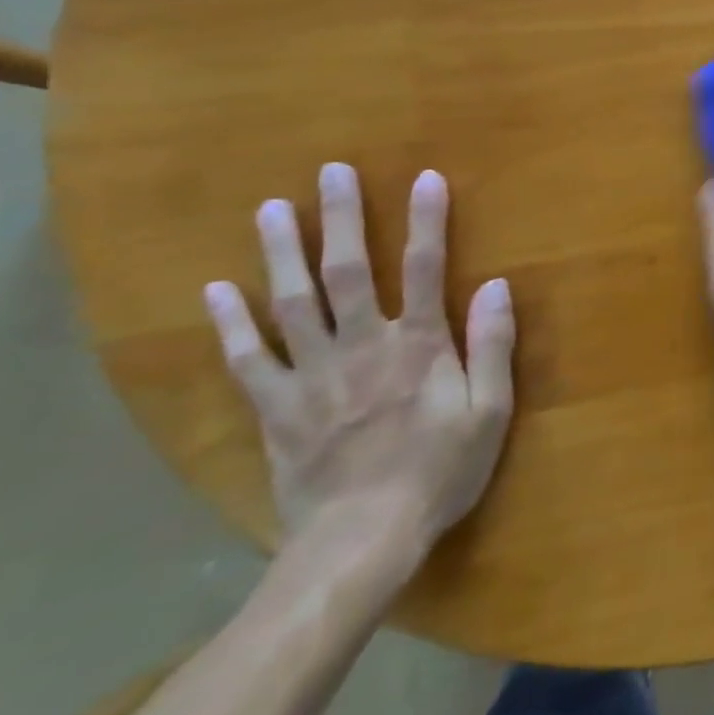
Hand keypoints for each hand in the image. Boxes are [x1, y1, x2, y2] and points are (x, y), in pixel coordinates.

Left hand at [204, 163, 515, 573]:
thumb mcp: (489, 412)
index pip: (427, 269)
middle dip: (343, 218)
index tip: (425, 178)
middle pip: (350, 271)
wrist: (362, 541)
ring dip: (282, 253)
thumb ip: (492, 346)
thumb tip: (497, 285)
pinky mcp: (277, 408)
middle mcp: (363, 346)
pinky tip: (216, 290)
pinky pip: (248, 358)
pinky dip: (232, 323)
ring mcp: (313, 375)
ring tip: (271, 209)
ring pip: (294, 303)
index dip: (428, 221)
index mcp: (418, 346)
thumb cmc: (439, 472)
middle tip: (331, 172)